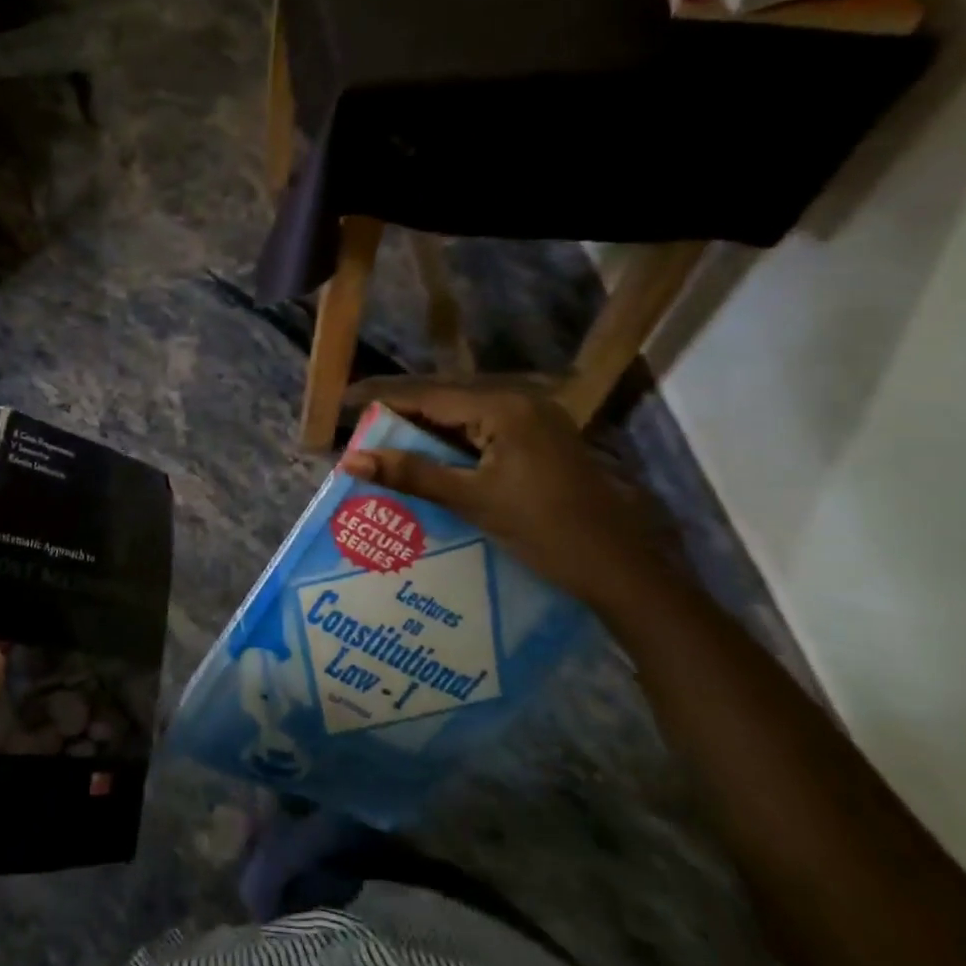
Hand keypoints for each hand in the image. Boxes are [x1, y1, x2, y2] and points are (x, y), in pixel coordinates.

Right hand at [340, 378, 679, 615]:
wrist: (620, 569)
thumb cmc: (545, 530)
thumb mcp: (472, 500)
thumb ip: (412, 474)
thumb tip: (351, 459)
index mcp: (504, 407)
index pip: (428, 397)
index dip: (384, 404)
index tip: (345, 409)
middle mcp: (520, 402)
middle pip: (446, 404)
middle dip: (402, 420)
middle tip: (361, 436)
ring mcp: (535, 422)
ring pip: (464, 421)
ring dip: (427, 437)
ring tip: (384, 452)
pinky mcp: (541, 443)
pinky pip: (484, 436)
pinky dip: (454, 450)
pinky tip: (428, 466)